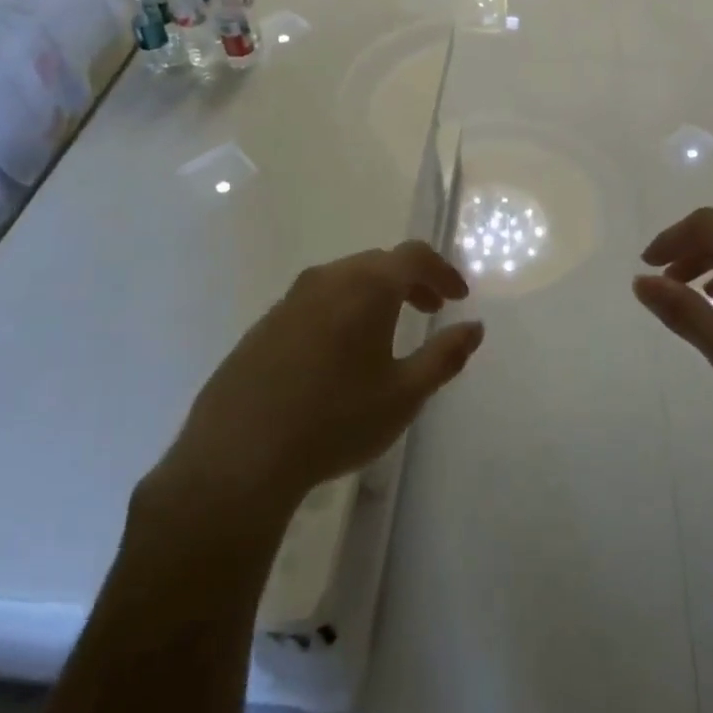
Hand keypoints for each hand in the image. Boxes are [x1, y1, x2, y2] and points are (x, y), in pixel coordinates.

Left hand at [144, 242, 484, 521]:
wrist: (238, 456)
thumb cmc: (336, 421)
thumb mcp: (404, 394)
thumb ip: (445, 356)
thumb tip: (474, 327)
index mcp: (366, 287)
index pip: (414, 256)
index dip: (442, 271)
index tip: (457, 298)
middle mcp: (327, 280)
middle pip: (378, 263)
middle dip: (411, 281)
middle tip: (429, 310)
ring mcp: (289, 300)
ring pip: (343, 280)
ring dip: (374, 294)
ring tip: (386, 332)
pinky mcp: (263, 325)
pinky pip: (314, 302)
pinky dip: (341, 310)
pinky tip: (338, 354)